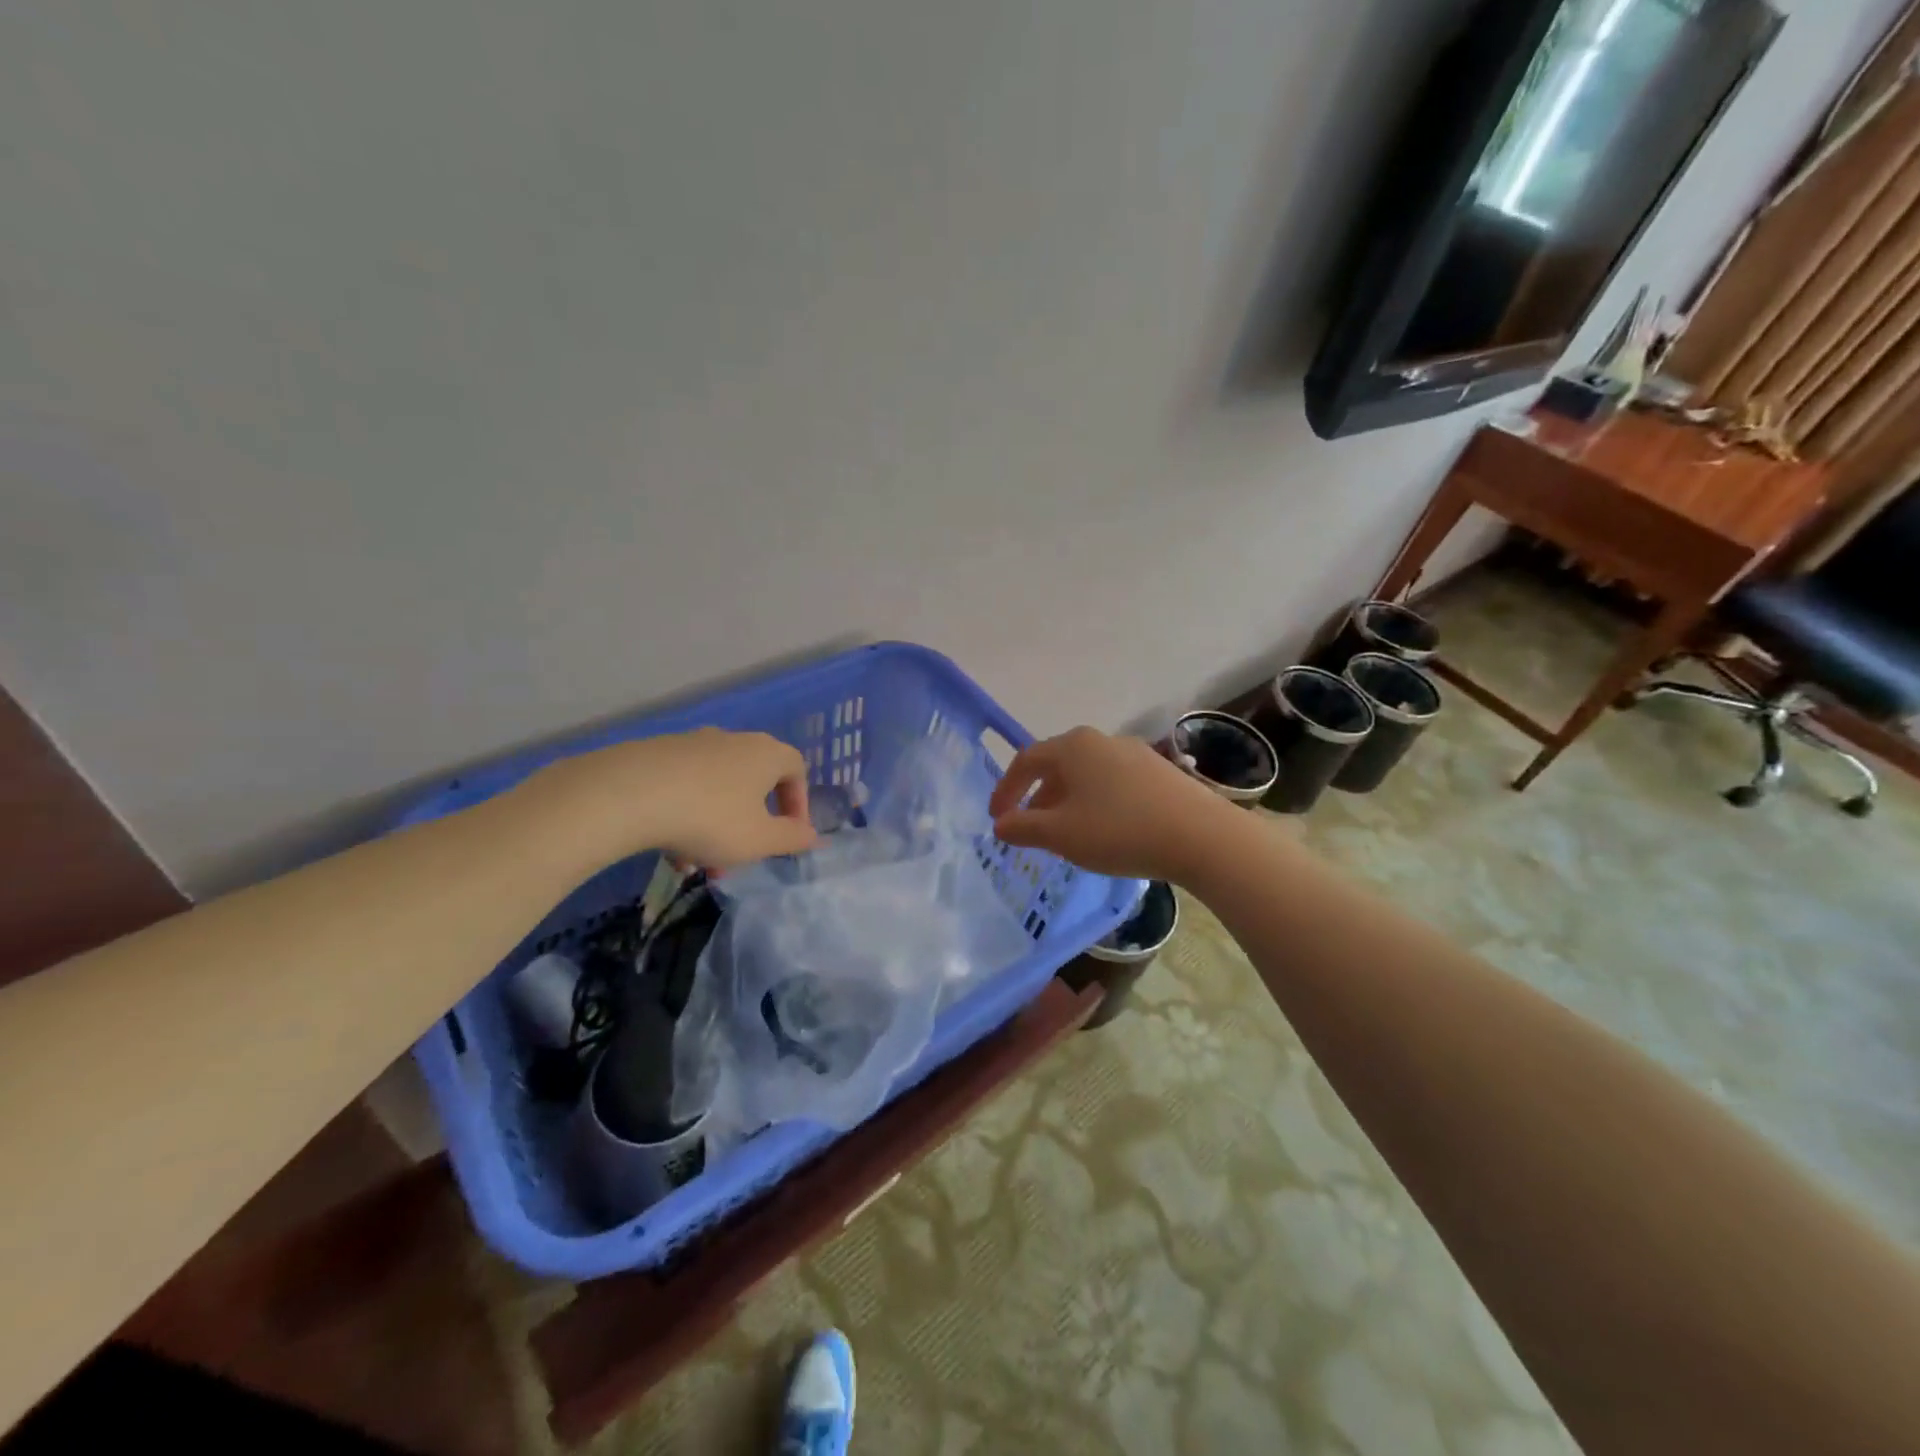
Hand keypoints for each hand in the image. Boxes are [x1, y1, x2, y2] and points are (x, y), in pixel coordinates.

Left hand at [521, 728, 817, 872]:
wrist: (626, 794)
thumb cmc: (709, 818)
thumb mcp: (758, 840)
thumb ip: (792, 839)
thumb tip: (815, 836)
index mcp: (766, 754)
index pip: (797, 768)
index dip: (798, 802)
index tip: (789, 833)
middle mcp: (732, 740)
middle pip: (753, 781)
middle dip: (751, 822)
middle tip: (741, 856)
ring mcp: (691, 743)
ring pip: (716, 788)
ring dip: (716, 824)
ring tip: (698, 862)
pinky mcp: (655, 753)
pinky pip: (684, 786)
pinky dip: (685, 814)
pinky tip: (668, 848)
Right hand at [988, 727, 1238, 883]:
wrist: (1200, 836)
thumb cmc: (1119, 831)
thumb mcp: (1061, 834)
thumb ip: (1024, 827)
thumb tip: (1001, 824)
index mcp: (1073, 746)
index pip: (1026, 761)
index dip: (1006, 790)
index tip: (997, 818)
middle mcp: (1101, 740)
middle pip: (1057, 765)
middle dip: (1038, 797)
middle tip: (1031, 828)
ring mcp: (1134, 753)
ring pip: (1087, 775)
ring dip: (1067, 801)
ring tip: (1067, 833)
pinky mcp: (1159, 771)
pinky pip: (1113, 782)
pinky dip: (1096, 802)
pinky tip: (1105, 830)